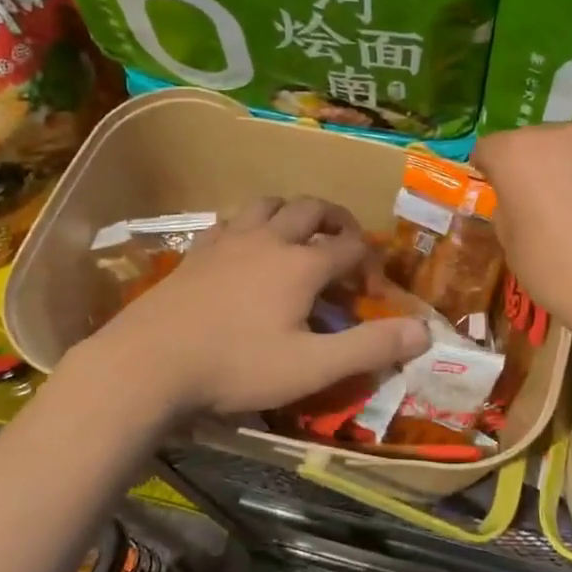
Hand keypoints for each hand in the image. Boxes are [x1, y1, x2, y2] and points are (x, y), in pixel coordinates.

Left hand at [84, 196, 430, 415]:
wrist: (147, 364)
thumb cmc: (236, 367)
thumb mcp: (312, 367)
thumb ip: (371, 347)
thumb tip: (425, 332)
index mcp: (302, 263)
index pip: (351, 245)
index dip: (371, 262)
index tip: (372, 291)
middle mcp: (269, 239)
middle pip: (313, 208)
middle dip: (337, 220)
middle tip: (346, 245)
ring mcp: (228, 240)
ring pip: (269, 204)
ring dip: (293, 214)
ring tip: (299, 239)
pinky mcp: (197, 251)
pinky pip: (232, 221)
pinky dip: (252, 226)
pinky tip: (246, 250)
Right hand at [473, 113, 571, 355]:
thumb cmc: (560, 272)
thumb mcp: (512, 247)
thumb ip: (509, 209)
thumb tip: (519, 198)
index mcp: (517, 152)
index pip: (488, 150)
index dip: (489, 173)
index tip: (498, 195)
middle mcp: (558, 133)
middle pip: (531, 143)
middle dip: (529, 167)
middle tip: (536, 205)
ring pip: (569, 148)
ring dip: (565, 169)